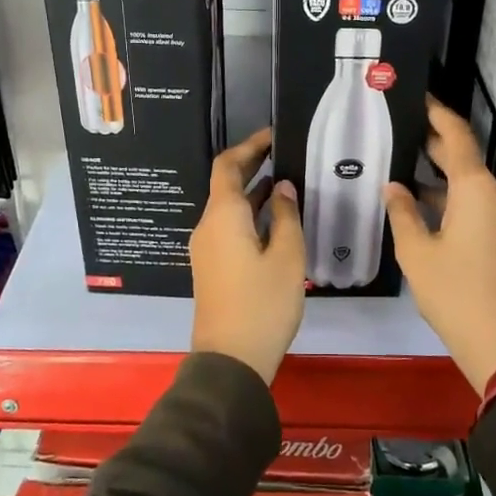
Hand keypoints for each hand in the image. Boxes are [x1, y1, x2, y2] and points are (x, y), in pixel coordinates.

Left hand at [190, 127, 305, 384]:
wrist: (230, 360)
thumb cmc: (262, 304)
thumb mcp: (286, 256)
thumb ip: (285, 216)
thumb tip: (281, 187)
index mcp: (223, 216)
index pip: (228, 165)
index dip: (250, 146)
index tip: (275, 135)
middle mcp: (208, 226)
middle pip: (226, 185)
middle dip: (254, 166)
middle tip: (287, 155)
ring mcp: (207, 248)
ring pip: (229, 209)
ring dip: (254, 193)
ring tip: (288, 184)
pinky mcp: (212, 267)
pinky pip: (229, 228)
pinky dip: (250, 216)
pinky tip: (277, 221)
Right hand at [385, 97, 495, 393]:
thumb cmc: (455, 292)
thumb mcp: (416, 252)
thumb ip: (402, 212)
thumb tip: (394, 186)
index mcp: (476, 190)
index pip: (457, 137)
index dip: (438, 114)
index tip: (419, 96)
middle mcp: (494, 195)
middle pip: (463, 157)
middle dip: (434, 142)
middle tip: (401, 126)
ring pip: (467, 182)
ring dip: (439, 173)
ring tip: (402, 160)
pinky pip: (472, 202)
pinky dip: (448, 196)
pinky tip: (420, 201)